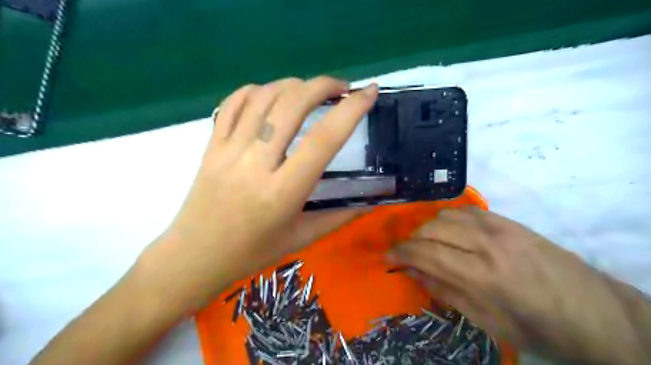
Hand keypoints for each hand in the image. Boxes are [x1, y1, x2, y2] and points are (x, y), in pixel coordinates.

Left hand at [149, 77, 376, 308]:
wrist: (194, 256)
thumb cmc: (252, 253)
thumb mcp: (301, 239)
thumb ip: (339, 217)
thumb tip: (369, 201)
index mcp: (283, 192)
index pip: (324, 140)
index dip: (351, 110)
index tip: (369, 92)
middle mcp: (255, 164)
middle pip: (291, 105)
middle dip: (323, 85)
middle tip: (342, 88)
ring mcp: (228, 151)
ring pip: (263, 98)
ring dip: (293, 84)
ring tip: (310, 91)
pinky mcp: (210, 146)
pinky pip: (232, 104)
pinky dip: (256, 90)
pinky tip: (271, 95)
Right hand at [389, 207, 647, 364]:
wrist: (598, 313)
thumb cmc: (540, 328)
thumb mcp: (488, 323)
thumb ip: (446, 293)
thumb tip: (414, 274)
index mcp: (482, 276)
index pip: (426, 253)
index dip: (401, 253)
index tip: (387, 257)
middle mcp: (487, 244)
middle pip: (431, 229)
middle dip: (411, 240)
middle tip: (407, 254)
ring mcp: (499, 227)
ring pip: (445, 215)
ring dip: (429, 229)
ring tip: (428, 244)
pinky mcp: (508, 220)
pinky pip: (465, 211)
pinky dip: (448, 220)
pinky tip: (449, 233)